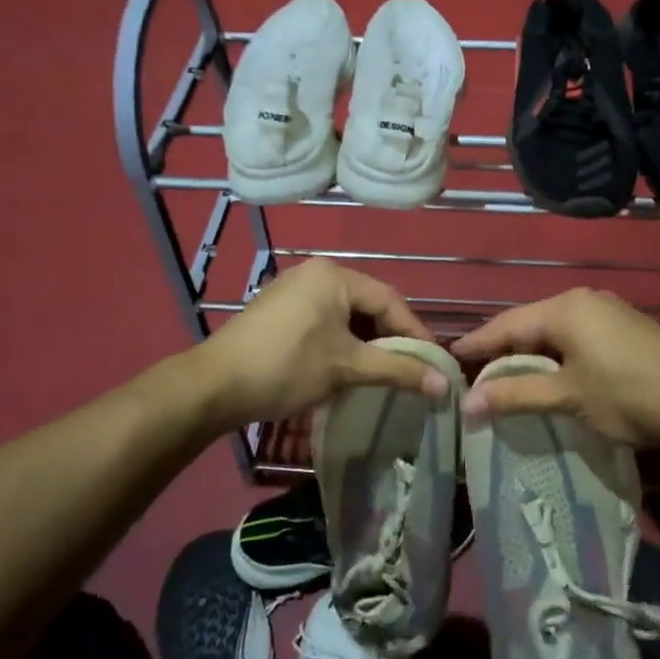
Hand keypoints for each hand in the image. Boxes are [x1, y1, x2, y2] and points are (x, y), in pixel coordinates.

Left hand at [189, 260, 448, 431]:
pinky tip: (347, 366)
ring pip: (346, 314)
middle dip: (391, 338)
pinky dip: (342, 341)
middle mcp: (316, 272)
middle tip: (411, 368)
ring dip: (366, 342)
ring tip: (383, 371)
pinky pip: (325, 320)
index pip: (390, 300)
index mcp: (335, 275)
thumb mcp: (348, 368)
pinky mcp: (279, 309)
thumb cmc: (288, 368)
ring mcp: (294, 289)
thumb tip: (445, 384)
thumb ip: (399, 370)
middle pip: (368, 304)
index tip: (435, 362)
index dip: (415, 333)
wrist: (214, 386)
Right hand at [450, 288, 659, 450]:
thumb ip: (516, 395)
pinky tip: (554, 371)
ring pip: (556, 328)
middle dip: (505, 347)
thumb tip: (468, 404)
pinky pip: (579, 333)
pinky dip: (559, 352)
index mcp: (564, 308)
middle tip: (478, 370)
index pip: (508, 324)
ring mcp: (609, 310)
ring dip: (533, 351)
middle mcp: (584, 299)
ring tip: (510, 373)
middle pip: (532, 322)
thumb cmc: (626, 395)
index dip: (479, 342)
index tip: (452, 355)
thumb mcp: (567, 397)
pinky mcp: (627, 326)